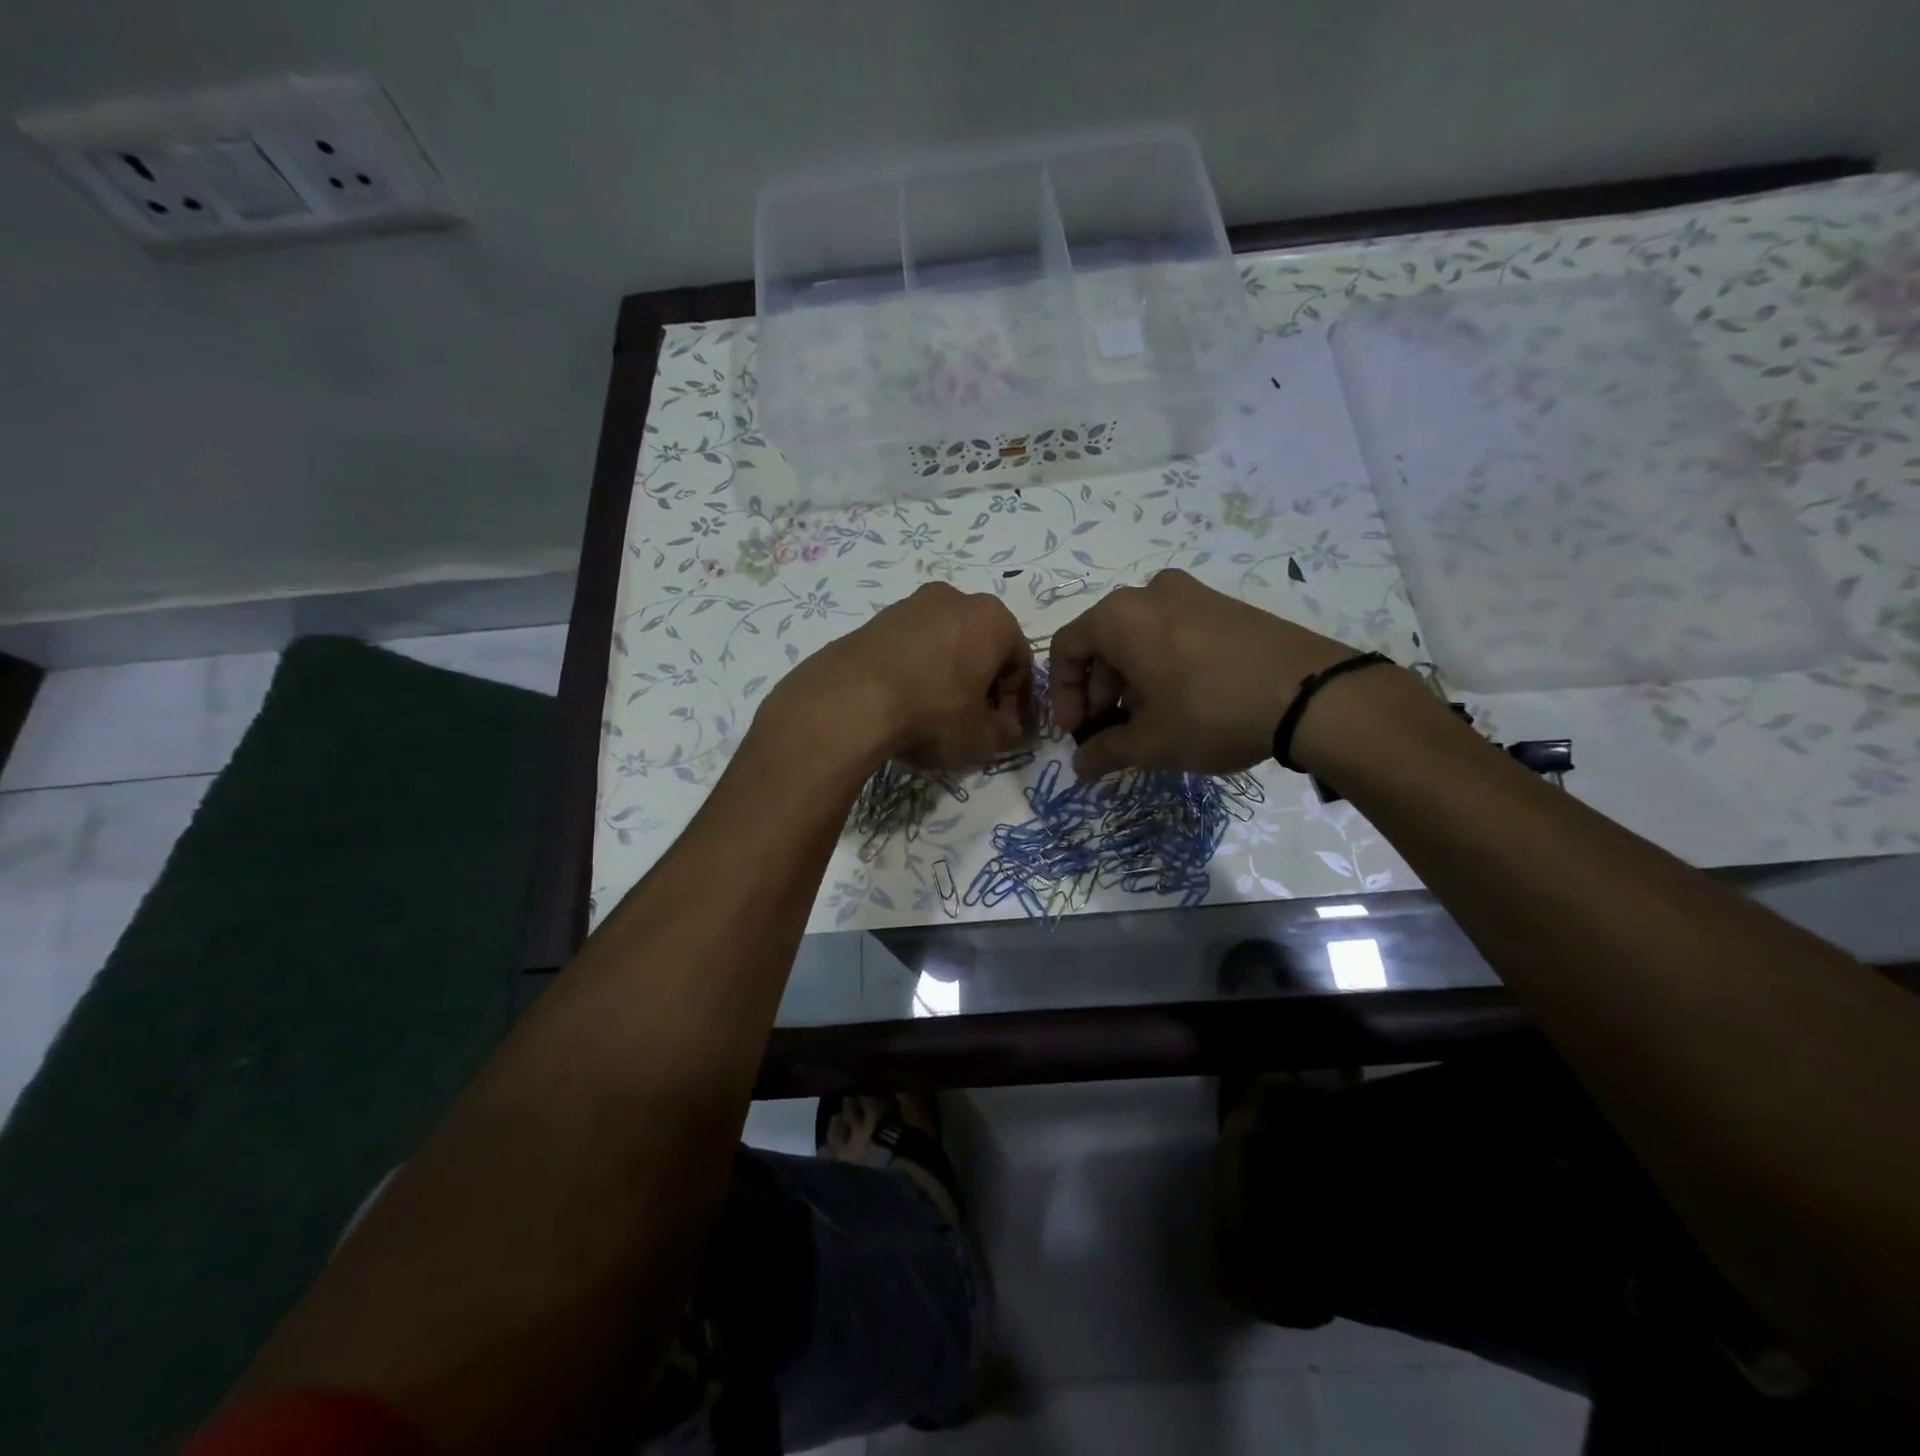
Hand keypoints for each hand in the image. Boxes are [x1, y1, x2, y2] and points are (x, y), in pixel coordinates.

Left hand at [771, 582, 1031, 772]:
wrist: (852, 700)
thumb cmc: (933, 713)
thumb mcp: (982, 737)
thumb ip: (1007, 732)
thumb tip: (1008, 727)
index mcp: (994, 618)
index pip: (1019, 663)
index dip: (1013, 701)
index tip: (999, 729)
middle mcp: (957, 598)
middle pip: (981, 647)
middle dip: (980, 682)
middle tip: (968, 720)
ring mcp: (912, 603)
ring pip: (945, 643)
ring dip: (947, 674)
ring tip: (931, 712)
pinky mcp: (877, 617)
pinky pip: (911, 645)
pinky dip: (915, 668)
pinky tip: (902, 700)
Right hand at [1048, 569, 1364, 777]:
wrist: (1311, 693)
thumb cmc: (1210, 712)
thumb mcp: (1150, 743)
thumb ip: (1104, 752)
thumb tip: (1080, 766)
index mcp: (1118, 616)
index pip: (1066, 649)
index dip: (1063, 696)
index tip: (1076, 733)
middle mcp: (1149, 593)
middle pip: (1102, 642)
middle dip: (1097, 691)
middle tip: (1110, 732)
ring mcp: (1192, 593)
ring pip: (1139, 637)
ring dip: (1129, 681)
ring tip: (1146, 722)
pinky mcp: (1225, 604)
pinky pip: (1173, 631)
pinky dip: (1162, 665)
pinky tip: (1181, 702)